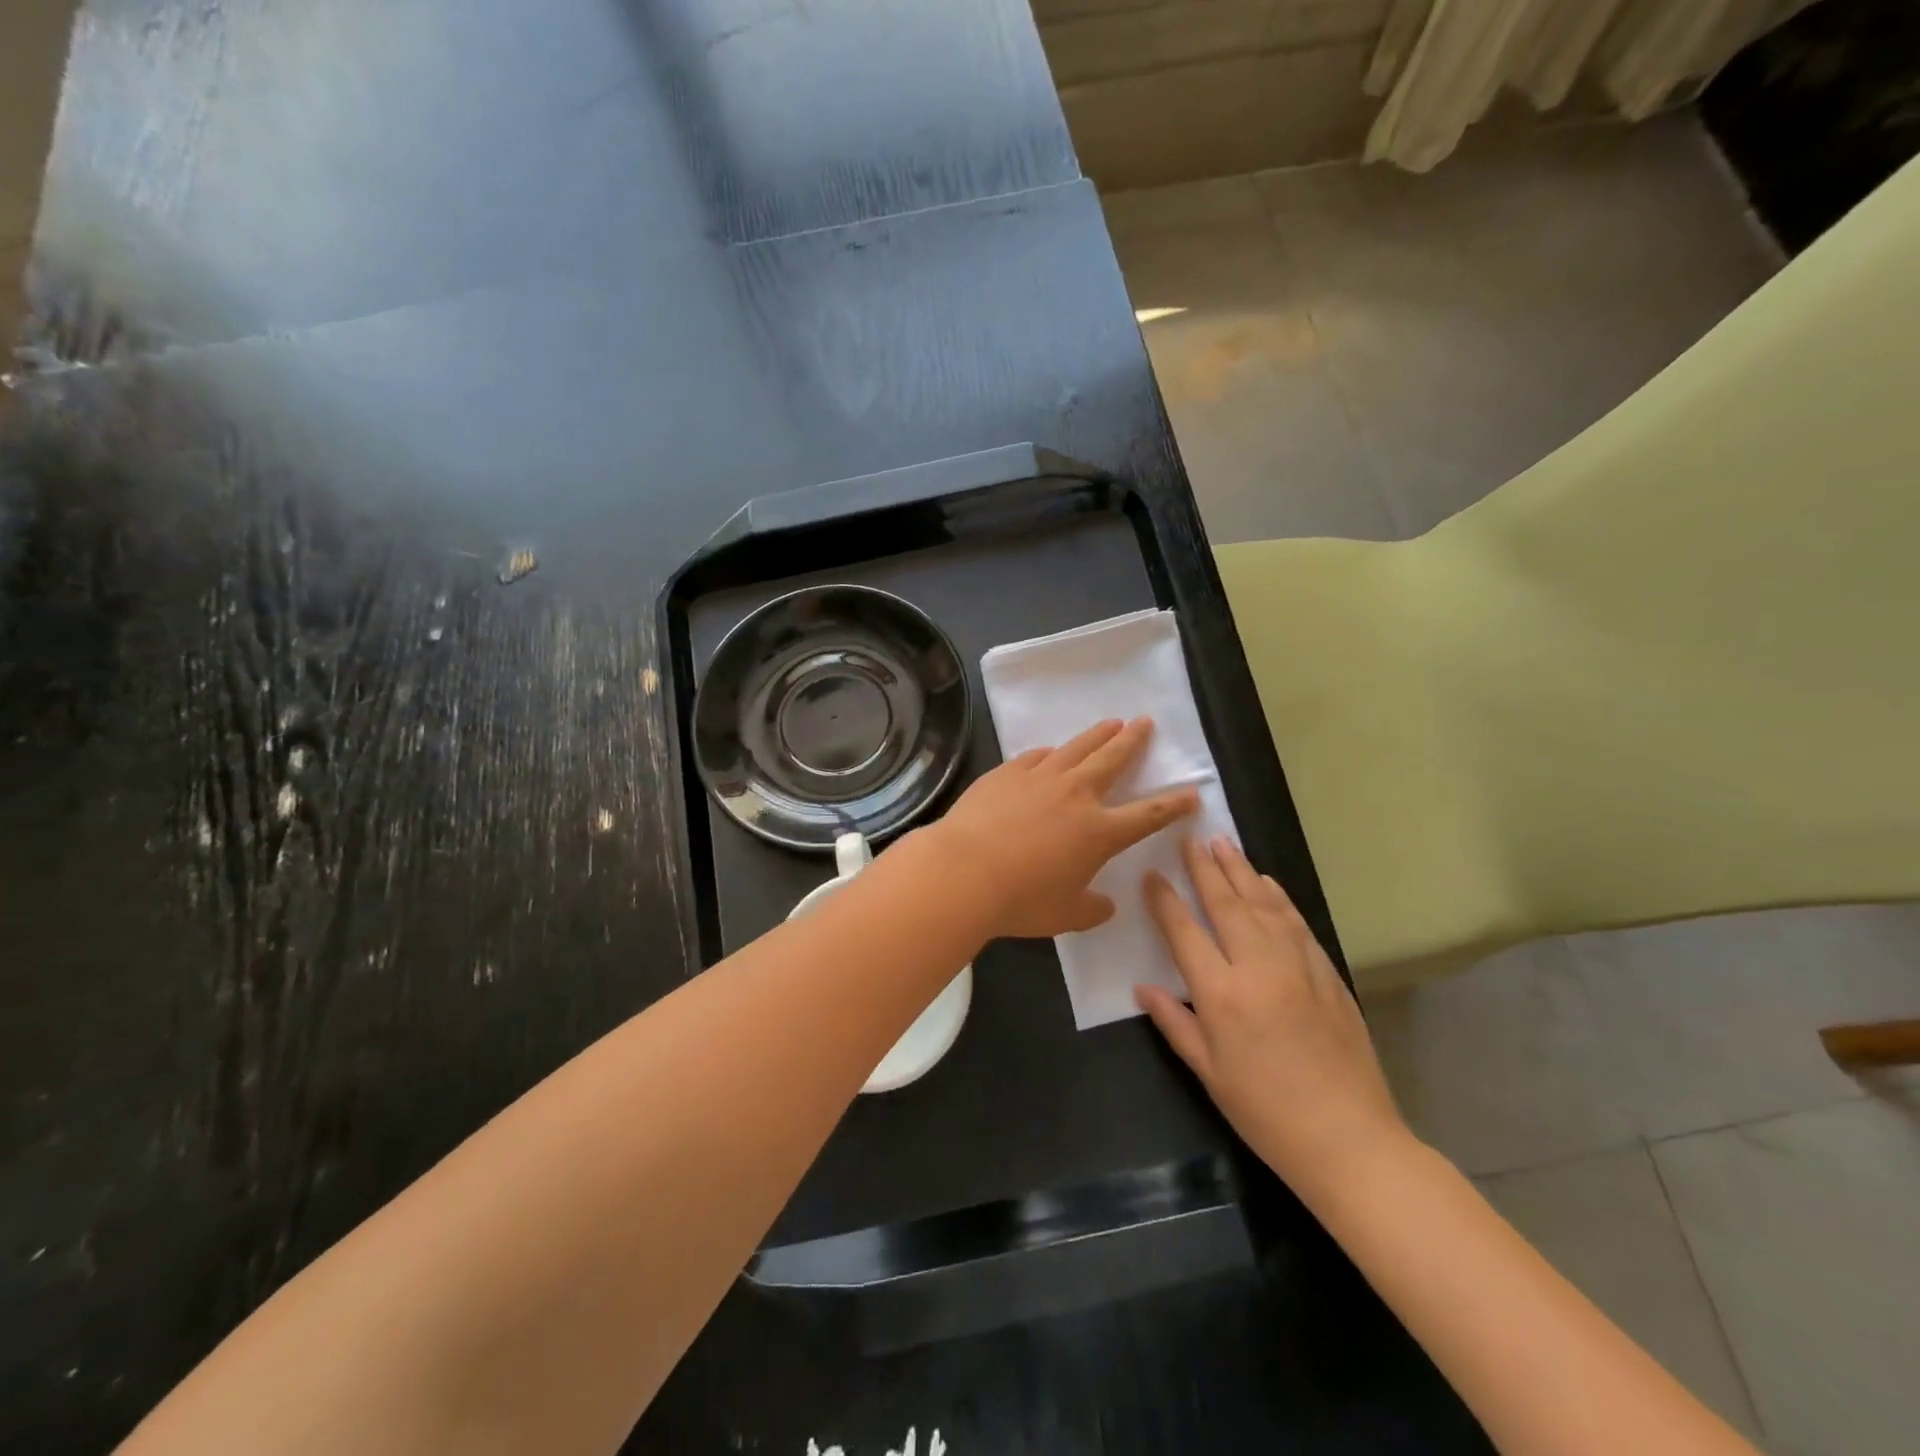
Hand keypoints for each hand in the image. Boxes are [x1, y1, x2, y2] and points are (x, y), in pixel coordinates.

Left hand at [923, 718, 1197, 938]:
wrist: (964, 871)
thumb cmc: (1020, 900)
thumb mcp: (1066, 915)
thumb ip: (1091, 909)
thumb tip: (1105, 904)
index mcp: (1099, 832)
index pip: (1148, 814)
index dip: (1173, 804)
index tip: (1191, 792)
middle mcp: (1076, 795)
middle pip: (1113, 760)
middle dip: (1133, 741)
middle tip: (1145, 723)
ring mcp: (1040, 778)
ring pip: (1077, 748)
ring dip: (1098, 734)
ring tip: (1112, 722)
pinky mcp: (1007, 772)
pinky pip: (1036, 756)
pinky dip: (1050, 753)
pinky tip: (1051, 751)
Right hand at [1137, 837, 1410, 1194]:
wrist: (1350, 1139)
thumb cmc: (1266, 1113)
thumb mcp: (1209, 1073)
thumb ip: (1174, 1023)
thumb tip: (1143, 987)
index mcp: (1221, 995)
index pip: (1185, 932)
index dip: (1165, 899)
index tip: (1151, 873)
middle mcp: (1258, 968)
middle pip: (1226, 905)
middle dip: (1204, 868)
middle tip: (1190, 838)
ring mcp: (1298, 966)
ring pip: (1264, 904)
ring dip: (1241, 870)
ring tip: (1223, 843)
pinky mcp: (1327, 973)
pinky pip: (1296, 922)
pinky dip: (1277, 897)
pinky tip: (1267, 882)